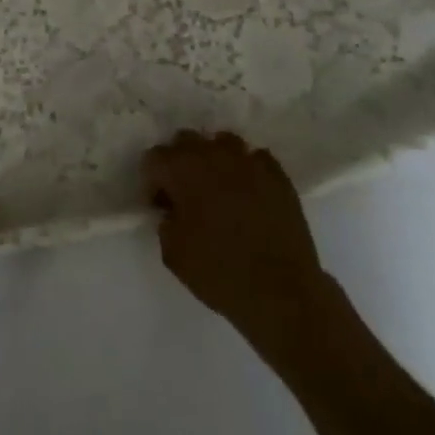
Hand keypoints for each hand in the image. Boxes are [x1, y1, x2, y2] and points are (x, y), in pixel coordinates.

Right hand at [143, 131, 333, 362]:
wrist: (282, 292)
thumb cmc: (220, 273)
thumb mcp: (172, 253)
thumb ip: (166, 220)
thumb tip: (174, 209)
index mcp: (182, 169)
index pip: (154, 158)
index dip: (152, 182)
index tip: (160, 205)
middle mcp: (213, 153)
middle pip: (186, 141)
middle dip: (180, 163)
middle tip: (186, 195)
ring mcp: (248, 159)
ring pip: (221, 143)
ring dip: (214, 160)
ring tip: (219, 190)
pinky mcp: (277, 173)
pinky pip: (254, 159)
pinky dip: (246, 171)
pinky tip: (249, 194)